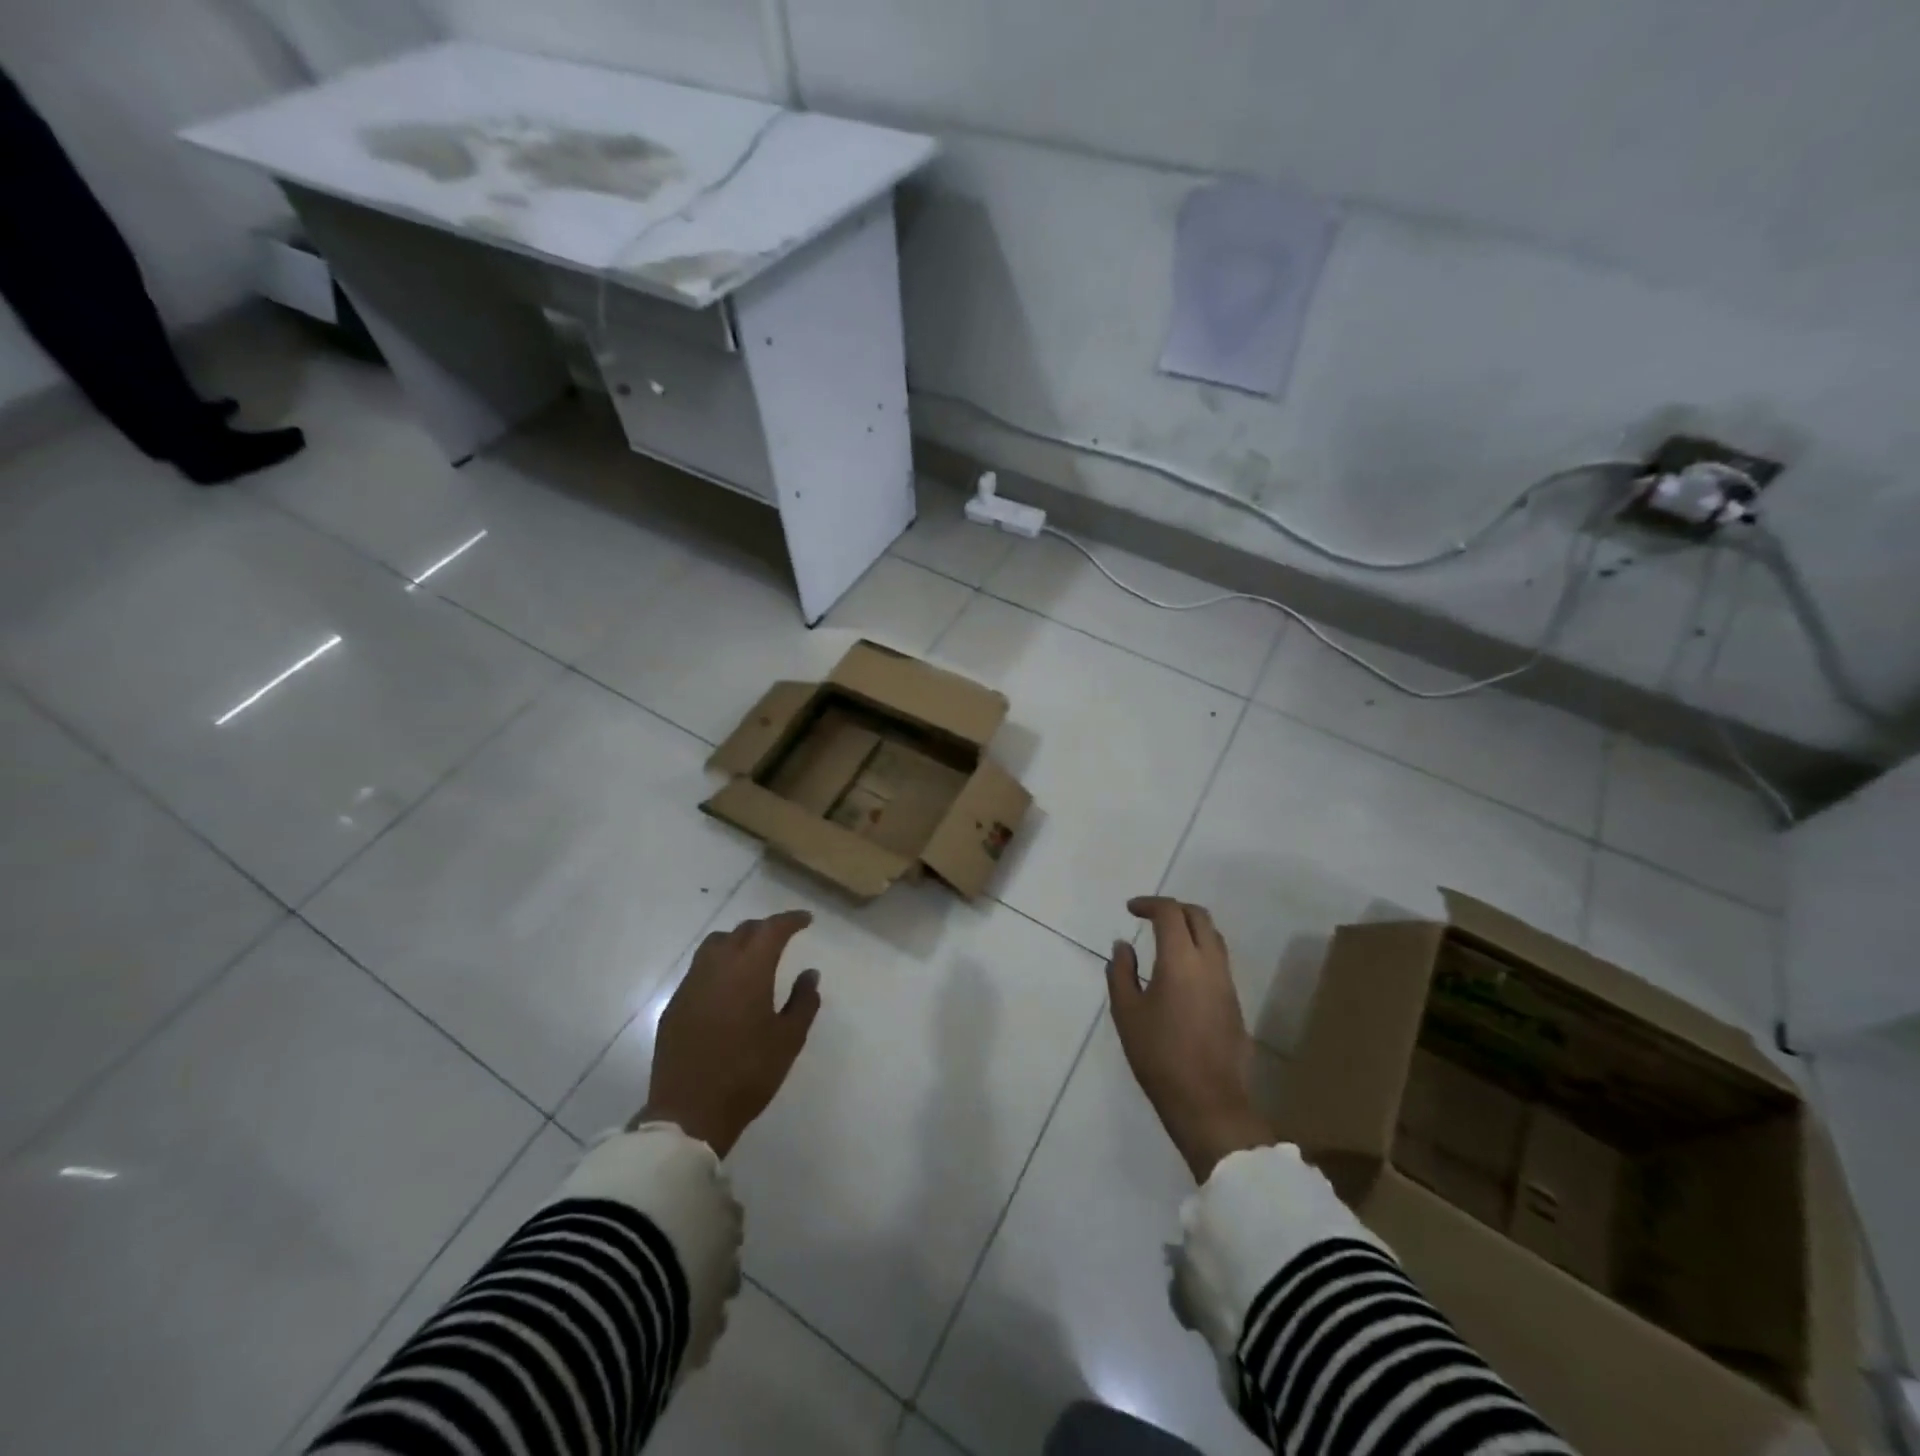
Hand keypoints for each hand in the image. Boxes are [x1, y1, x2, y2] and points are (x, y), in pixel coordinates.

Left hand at [635, 910, 822, 1156]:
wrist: (689, 1113)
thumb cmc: (748, 1074)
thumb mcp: (788, 1040)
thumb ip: (803, 1001)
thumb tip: (809, 974)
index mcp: (749, 971)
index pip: (771, 930)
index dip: (790, 920)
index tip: (805, 920)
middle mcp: (717, 967)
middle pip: (742, 931)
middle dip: (765, 929)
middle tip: (782, 937)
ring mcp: (691, 985)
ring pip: (715, 944)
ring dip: (737, 941)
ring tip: (752, 955)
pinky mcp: (675, 1005)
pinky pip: (699, 969)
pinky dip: (718, 964)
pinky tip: (727, 985)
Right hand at [1107, 896, 1273, 1182]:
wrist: (1208, 1102)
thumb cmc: (1159, 1056)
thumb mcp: (1127, 1013)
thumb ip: (1121, 973)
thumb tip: (1122, 946)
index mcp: (1181, 960)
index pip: (1170, 913)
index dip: (1149, 904)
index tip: (1130, 909)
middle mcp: (1210, 963)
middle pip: (1199, 916)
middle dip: (1173, 909)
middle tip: (1149, 917)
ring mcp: (1227, 983)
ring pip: (1214, 937)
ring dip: (1190, 928)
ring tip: (1165, 940)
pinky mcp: (1235, 1003)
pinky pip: (1218, 960)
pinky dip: (1199, 950)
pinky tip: (1180, 971)